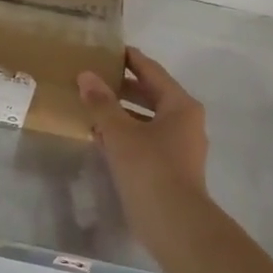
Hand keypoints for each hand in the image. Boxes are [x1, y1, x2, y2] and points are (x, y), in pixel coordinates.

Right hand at [78, 48, 209, 225]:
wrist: (174, 223)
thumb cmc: (150, 168)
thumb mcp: (120, 132)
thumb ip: (102, 103)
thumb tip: (86, 75)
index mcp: (180, 105)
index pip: (151, 71)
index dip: (130, 59)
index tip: (108, 49)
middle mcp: (185, 121)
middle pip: (151, 94)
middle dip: (122, 86)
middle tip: (93, 76)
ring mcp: (181, 146)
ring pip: (147, 119)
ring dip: (121, 112)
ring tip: (91, 105)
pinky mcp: (171, 167)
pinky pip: (146, 139)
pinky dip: (126, 133)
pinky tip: (101, 136)